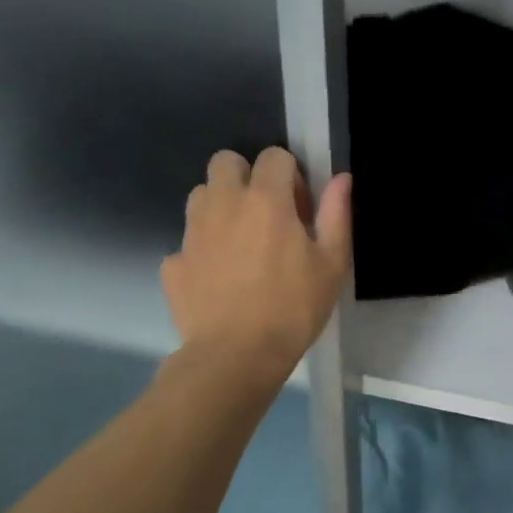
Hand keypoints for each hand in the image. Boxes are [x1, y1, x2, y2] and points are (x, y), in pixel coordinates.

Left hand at [160, 147, 351, 379]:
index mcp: (266, 200)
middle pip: (225, 161)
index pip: (274, 156)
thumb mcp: (331, 264)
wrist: (236, 356)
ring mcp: (192, 232)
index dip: (290, 177)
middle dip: (245, 176)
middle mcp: (223, 204)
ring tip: (239, 244)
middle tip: (264, 215)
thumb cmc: (293, 308)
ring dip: (220, 207)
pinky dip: (201, 252)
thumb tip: (340, 179)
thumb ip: (336, 215)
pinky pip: (186, 242)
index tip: (299, 210)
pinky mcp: (172, 263)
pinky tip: (218, 281)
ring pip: (200, 195)